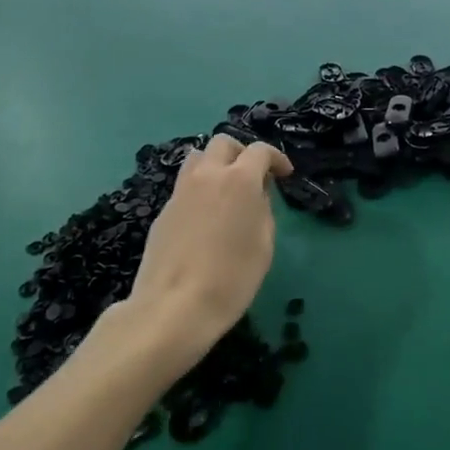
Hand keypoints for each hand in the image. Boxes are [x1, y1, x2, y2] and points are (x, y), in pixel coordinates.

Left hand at [119, 135, 291, 376]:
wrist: (175, 306)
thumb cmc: (232, 279)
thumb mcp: (264, 245)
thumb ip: (263, 210)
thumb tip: (256, 195)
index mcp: (239, 180)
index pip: (260, 151)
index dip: (276, 159)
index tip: (285, 175)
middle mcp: (208, 175)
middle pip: (223, 143)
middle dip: (242, 153)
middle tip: (254, 177)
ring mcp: (181, 191)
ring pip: (198, 158)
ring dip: (216, 164)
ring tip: (226, 191)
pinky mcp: (164, 211)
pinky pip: (185, 185)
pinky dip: (200, 189)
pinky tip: (206, 217)